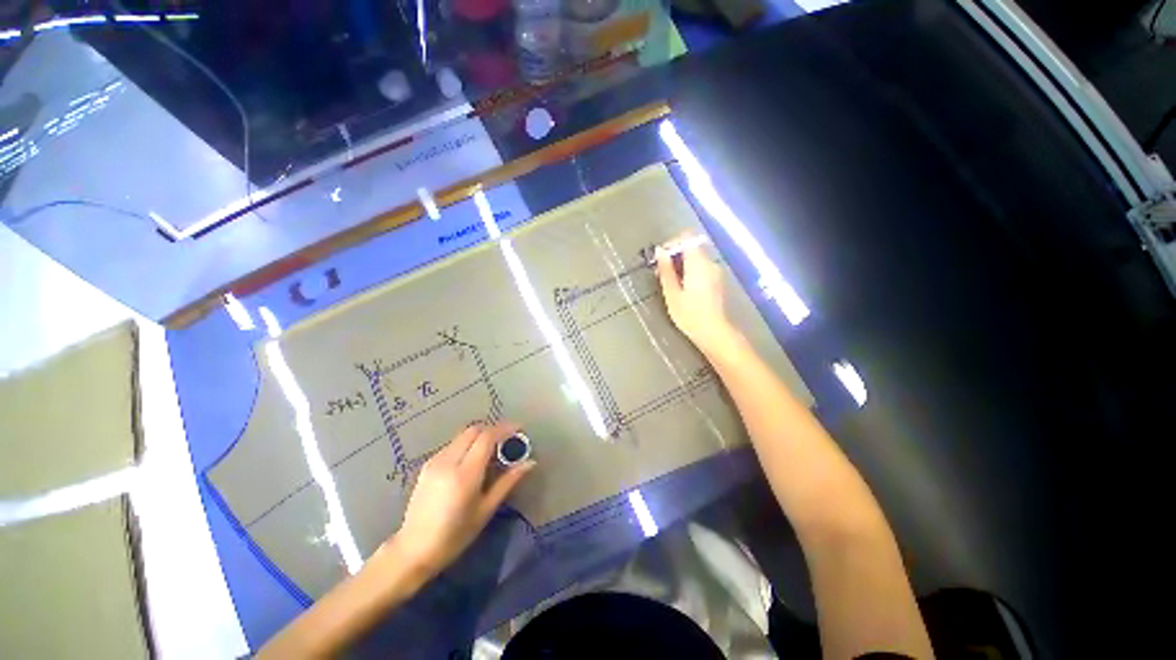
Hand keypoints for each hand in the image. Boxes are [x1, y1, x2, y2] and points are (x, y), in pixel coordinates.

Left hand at [389, 423, 533, 578]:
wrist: (418, 545)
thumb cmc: (457, 535)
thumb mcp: (485, 511)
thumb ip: (506, 483)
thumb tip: (529, 463)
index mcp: (464, 474)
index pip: (486, 438)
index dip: (504, 429)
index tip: (520, 429)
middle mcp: (447, 461)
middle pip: (471, 431)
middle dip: (491, 431)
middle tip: (509, 443)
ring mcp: (433, 461)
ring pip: (459, 438)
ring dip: (477, 439)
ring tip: (493, 455)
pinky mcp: (426, 466)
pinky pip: (450, 447)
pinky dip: (465, 447)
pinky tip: (473, 464)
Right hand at [656, 234, 740, 354]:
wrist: (715, 333)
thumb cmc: (691, 315)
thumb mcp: (672, 293)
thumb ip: (666, 270)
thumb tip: (660, 251)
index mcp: (698, 262)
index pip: (687, 237)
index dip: (673, 242)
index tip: (662, 258)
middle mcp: (710, 262)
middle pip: (692, 246)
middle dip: (676, 255)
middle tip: (663, 272)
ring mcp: (716, 271)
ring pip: (698, 258)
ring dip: (684, 264)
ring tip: (672, 282)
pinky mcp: (719, 281)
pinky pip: (703, 268)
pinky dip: (692, 271)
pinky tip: (685, 288)